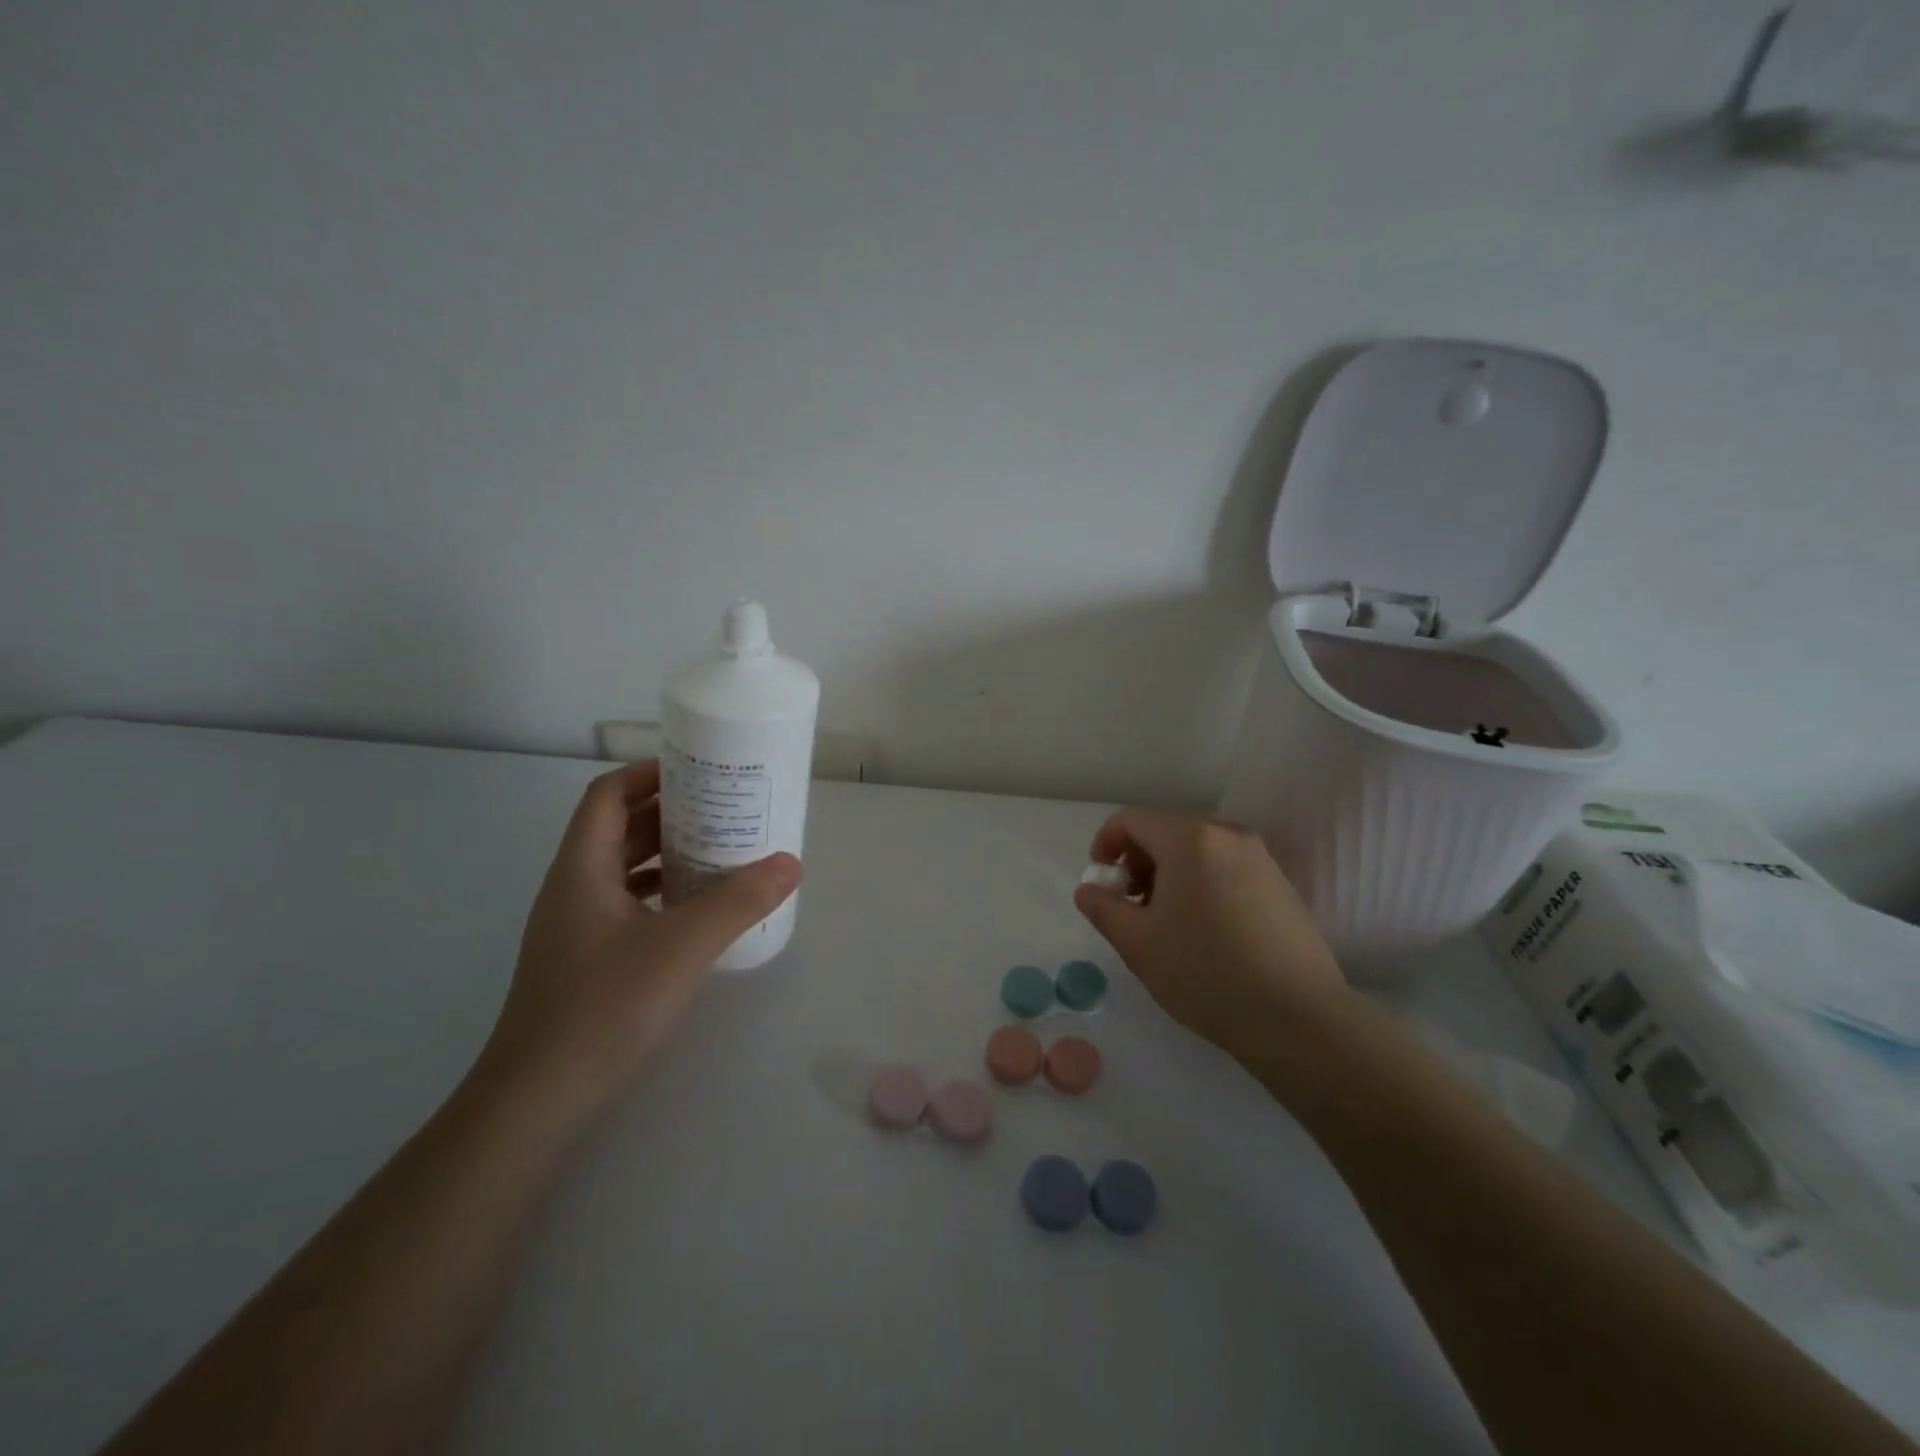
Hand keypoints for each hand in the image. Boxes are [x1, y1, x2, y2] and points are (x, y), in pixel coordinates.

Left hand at [472, 761, 800, 1121]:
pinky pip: (627, 905)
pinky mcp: (586, 962)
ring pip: (622, 869)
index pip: (607, 796)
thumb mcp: (681, 947)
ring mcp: (576, 929)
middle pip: (618, 829)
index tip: (698, 769)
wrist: (536, 1102)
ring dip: (666, 852)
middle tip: (724, 806)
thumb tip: (791, 863)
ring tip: (720, 850)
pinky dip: (661, 893)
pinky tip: (697, 911)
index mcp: (582, 869)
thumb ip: (738, 901)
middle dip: (669, 811)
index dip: (648, 773)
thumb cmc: (604, 1008)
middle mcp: (573, 889)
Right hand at [1073, 809, 1346, 1059]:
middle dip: (1139, 862)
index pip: (1132, 819)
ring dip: (1170, 874)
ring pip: (1198, 850)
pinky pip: (1227, 868)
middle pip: (1167, 831)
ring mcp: (1261, 858)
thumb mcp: (1137, 943)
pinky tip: (1205, 931)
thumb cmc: (1205, 973)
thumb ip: (1102, 907)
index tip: (1101, 882)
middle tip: (1131, 906)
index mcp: (1189, 838)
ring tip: (1166, 922)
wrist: (1297, 1018)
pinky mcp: (1282, 885)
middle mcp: (1228, 834)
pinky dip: (1202, 884)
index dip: (1105, 843)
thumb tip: (1090, 888)